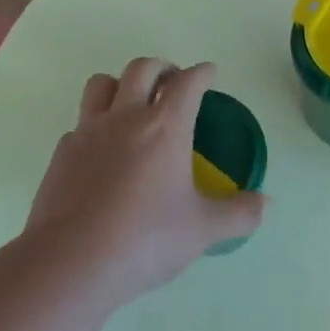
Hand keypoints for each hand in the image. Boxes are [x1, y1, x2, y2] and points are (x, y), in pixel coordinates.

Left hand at [27, 58, 265, 303]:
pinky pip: (81, 123)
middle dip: (162, 67)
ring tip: (132, 103)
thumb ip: (239, 214)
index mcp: (165, 127)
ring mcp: (88, 132)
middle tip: (172, 81)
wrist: (71, 263)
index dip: (202, 73)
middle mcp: (126, 117)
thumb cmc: (145, 240)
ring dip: (121, 84)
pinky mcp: (62, 153)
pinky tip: (102, 152)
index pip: (188, 82)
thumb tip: (267, 204)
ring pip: (102, 84)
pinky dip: (95, 126)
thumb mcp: (202, 230)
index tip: (209, 73)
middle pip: (142, 68)